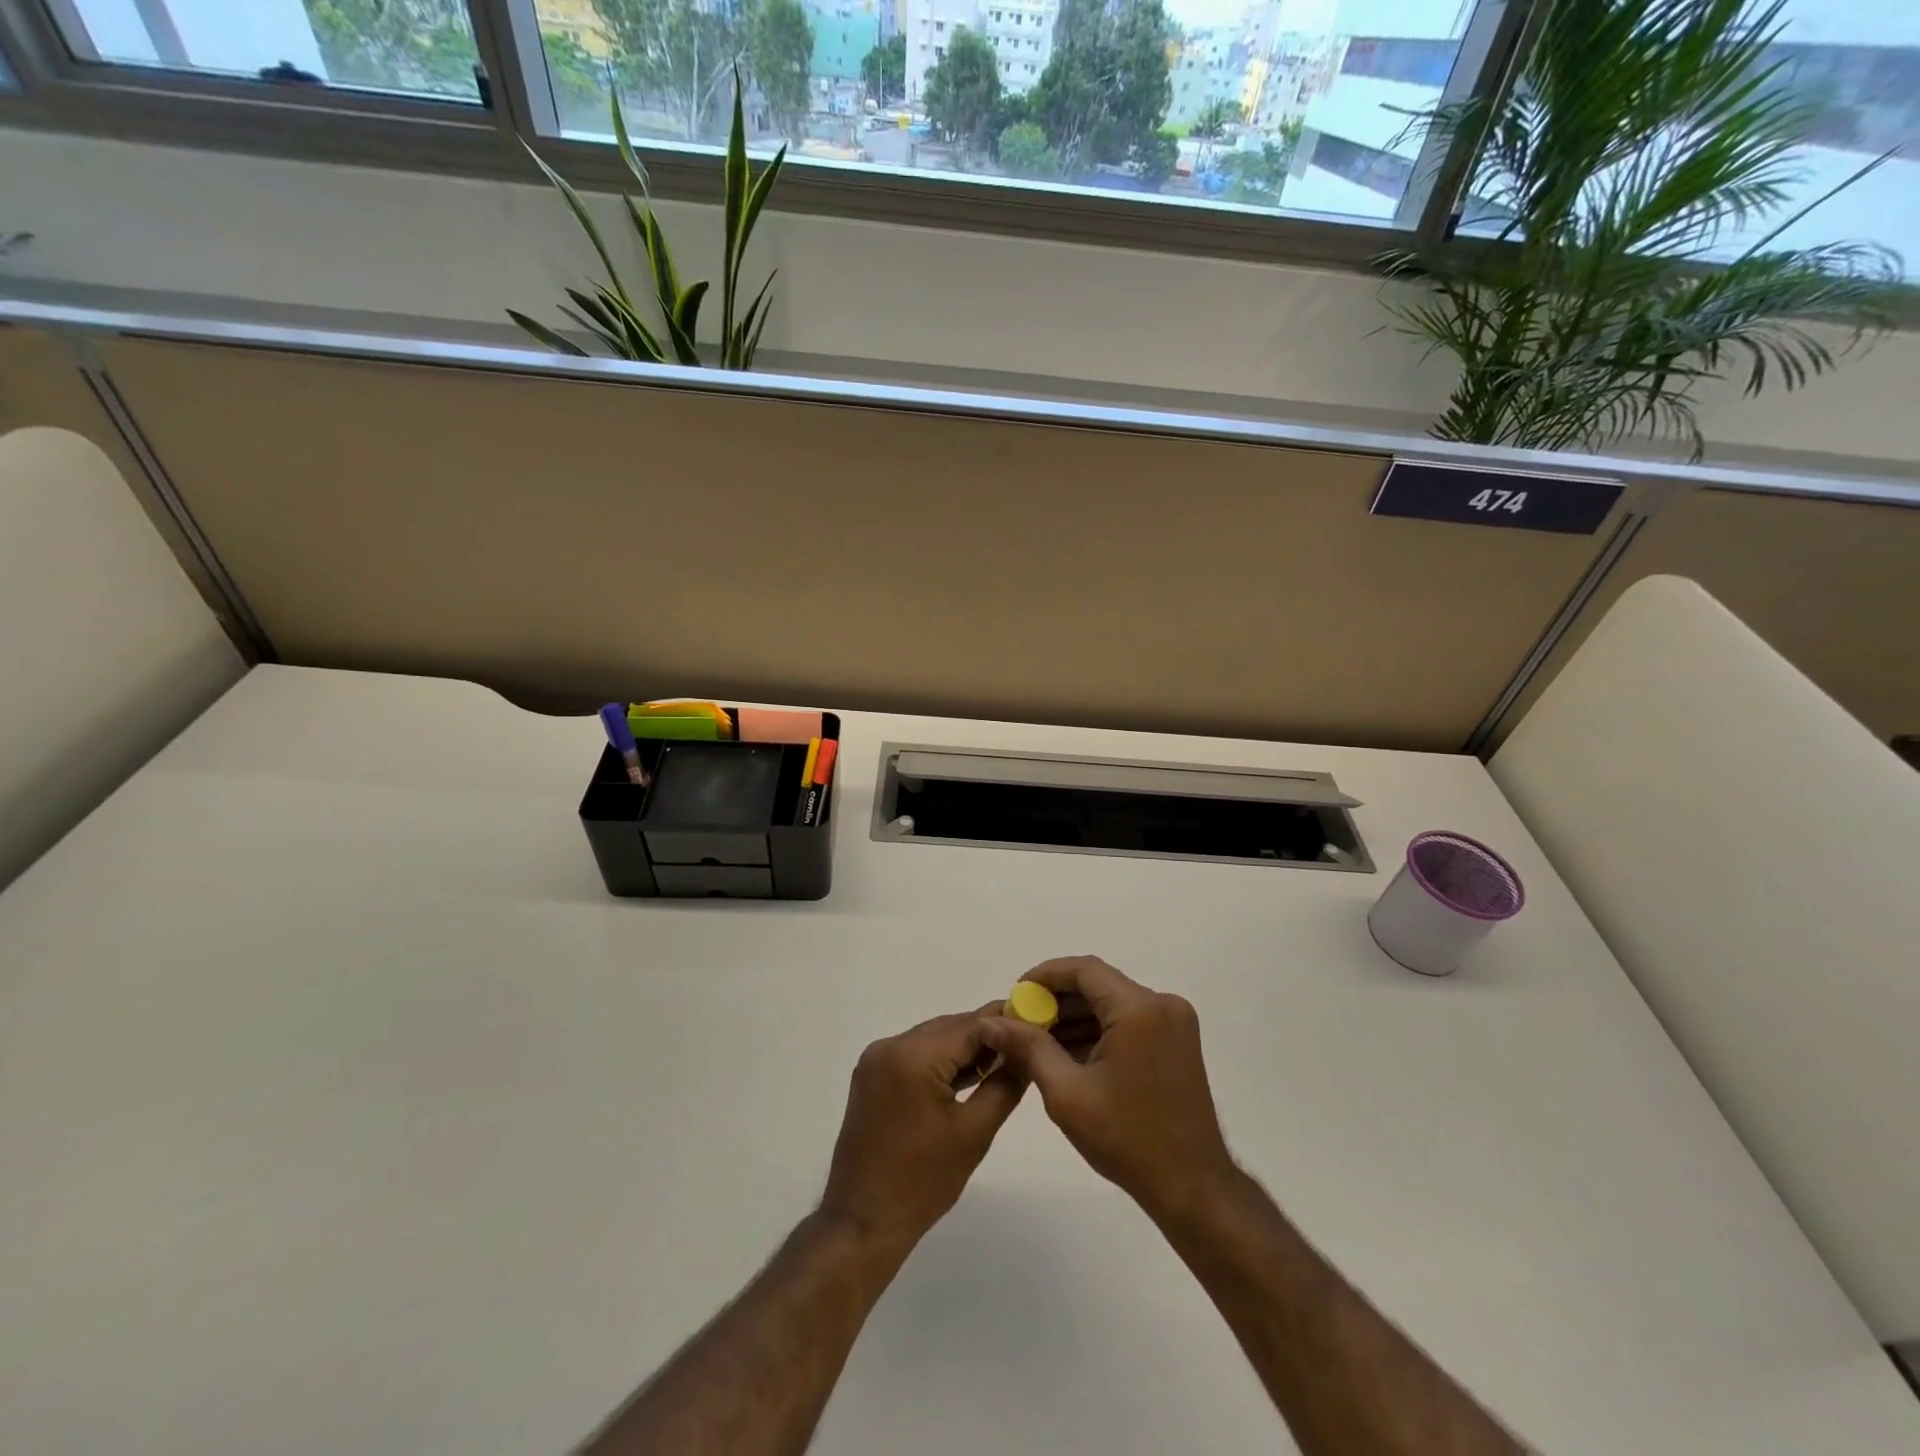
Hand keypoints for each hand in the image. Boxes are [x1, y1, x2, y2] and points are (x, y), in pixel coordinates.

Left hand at [820, 1005, 1024, 1253]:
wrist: (863, 1222)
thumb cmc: (922, 1182)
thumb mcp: (974, 1132)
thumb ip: (1004, 1084)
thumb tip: (1026, 1053)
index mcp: (913, 1056)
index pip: (970, 1025)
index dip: (1005, 1021)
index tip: (1036, 1021)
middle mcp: (890, 1046)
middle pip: (950, 1028)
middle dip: (987, 1034)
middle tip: (1025, 1044)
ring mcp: (876, 1059)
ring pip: (933, 1039)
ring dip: (964, 1048)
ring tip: (1004, 1061)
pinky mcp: (872, 1076)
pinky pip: (915, 1055)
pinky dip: (942, 1061)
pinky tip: (969, 1075)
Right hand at [980, 957, 1234, 1223]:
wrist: (1192, 1188)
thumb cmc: (1128, 1140)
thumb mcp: (1067, 1094)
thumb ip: (1029, 1049)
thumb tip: (993, 1022)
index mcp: (1139, 1009)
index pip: (1084, 970)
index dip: (1045, 976)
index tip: (1015, 995)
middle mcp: (1162, 1005)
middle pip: (1098, 985)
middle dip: (1057, 1000)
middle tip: (1021, 1022)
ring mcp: (1174, 1023)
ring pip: (1112, 1003)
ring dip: (1076, 1017)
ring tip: (1036, 1040)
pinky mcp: (1176, 1042)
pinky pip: (1128, 1021)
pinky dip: (1098, 1031)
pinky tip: (1067, 1053)